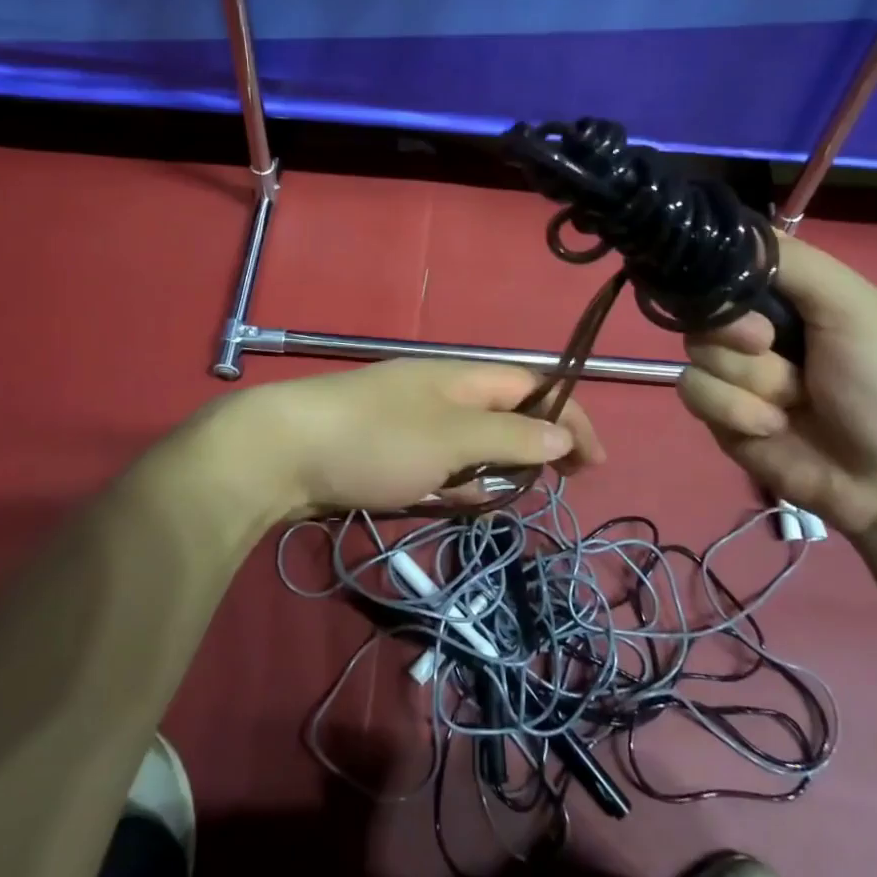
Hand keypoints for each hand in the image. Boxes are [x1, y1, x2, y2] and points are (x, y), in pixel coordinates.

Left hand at [213, 360, 603, 523]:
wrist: (282, 451)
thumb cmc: (376, 439)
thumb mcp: (453, 437)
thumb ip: (510, 436)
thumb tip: (562, 434)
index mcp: (463, 376)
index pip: (534, 386)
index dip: (570, 417)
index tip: (594, 463)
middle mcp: (442, 392)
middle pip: (506, 413)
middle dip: (536, 445)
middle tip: (558, 483)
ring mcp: (412, 421)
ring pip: (473, 442)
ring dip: (496, 468)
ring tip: (506, 498)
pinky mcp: (387, 449)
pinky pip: (440, 462)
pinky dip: (458, 480)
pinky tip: (459, 500)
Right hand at [677, 235, 876, 536]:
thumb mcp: (857, 308)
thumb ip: (796, 263)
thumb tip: (729, 229)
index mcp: (793, 297)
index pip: (730, 264)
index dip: (724, 276)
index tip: (748, 296)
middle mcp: (758, 330)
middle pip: (703, 308)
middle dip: (736, 333)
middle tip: (772, 346)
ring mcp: (738, 374)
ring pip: (695, 354)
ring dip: (748, 380)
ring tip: (792, 403)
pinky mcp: (721, 416)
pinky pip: (694, 393)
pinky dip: (734, 411)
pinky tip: (773, 427)